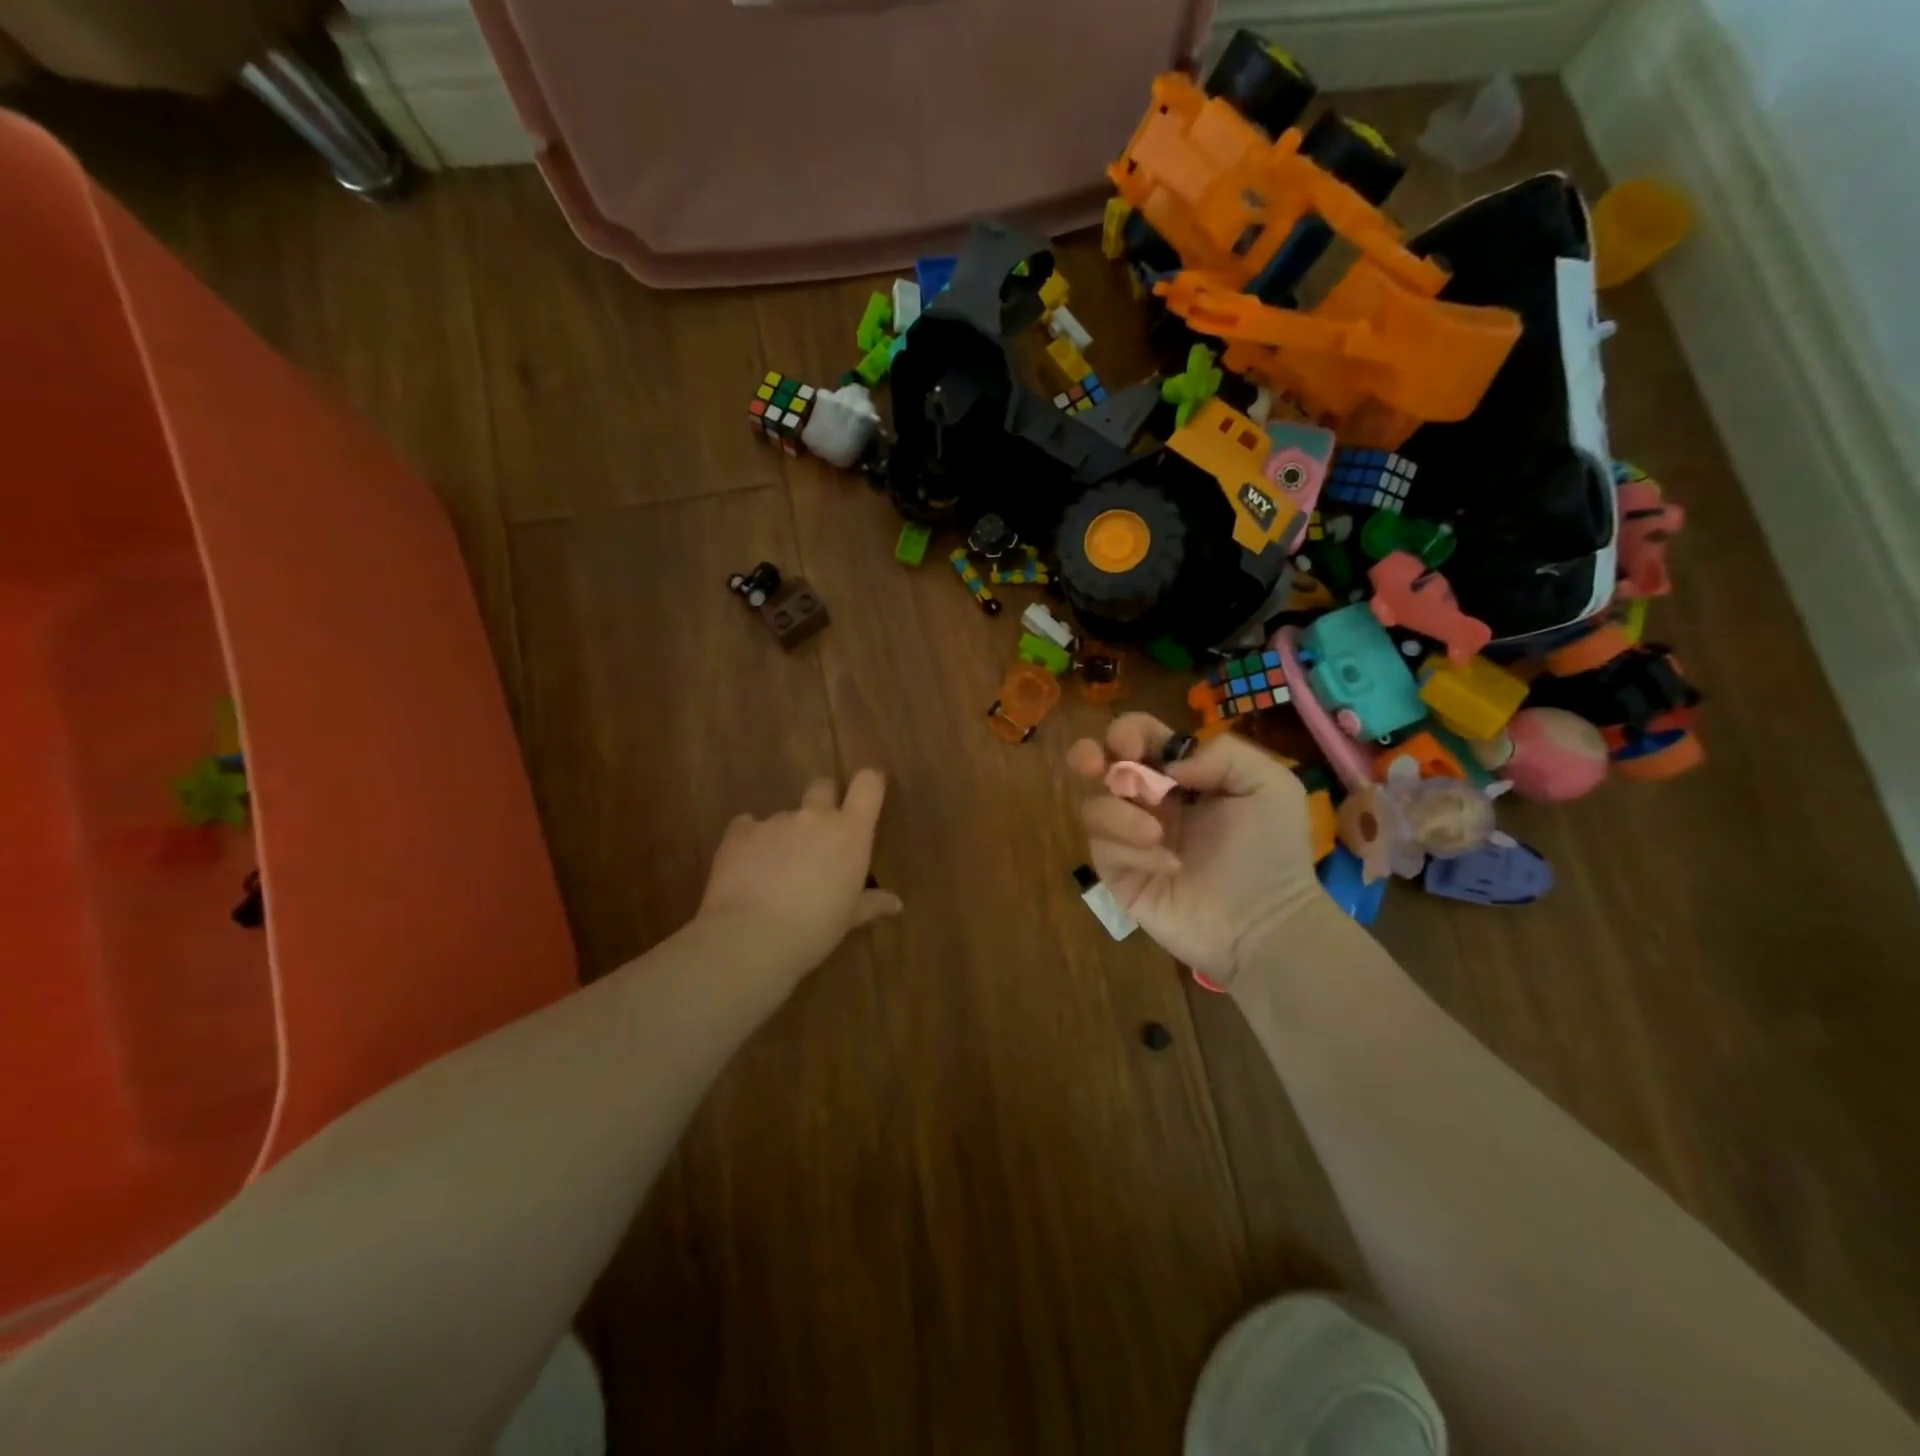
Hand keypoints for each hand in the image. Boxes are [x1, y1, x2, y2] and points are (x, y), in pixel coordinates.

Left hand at [697, 770, 902, 988]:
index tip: (867, 795)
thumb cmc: (815, 929)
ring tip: (776, 871)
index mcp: (850, 832)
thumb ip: (871, 903)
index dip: (868, 784)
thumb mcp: (849, 918)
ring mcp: (775, 821)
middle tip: (819, 835)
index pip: (868, 785)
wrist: (750, 936)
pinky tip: (747, 868)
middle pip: (822, 786)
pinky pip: (748, 827)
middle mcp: (814, 816)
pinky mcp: (740, 831)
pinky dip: (751, 841)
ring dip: (785, 834)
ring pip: (785, 815)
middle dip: (823, 801)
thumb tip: (896, 904)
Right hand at [1067, 715, 1329, 987]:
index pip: (1139, 737)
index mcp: (1180, 774)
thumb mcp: (1269, 786)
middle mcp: (1148, 800)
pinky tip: (1168, 866)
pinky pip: (1104, 849)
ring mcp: (1129, 838)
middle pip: (1097, 763)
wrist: (1265, 923)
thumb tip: (1168, 765)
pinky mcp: (1119, 874)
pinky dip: (1132, 850)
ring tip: (1157, 834)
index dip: (1129, 731)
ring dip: (1119, 813)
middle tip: (1096, 767)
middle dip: (1087, 756)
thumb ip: (1223, 754)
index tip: (1134, 746)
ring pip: (1094, 807)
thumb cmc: (1271, 852)